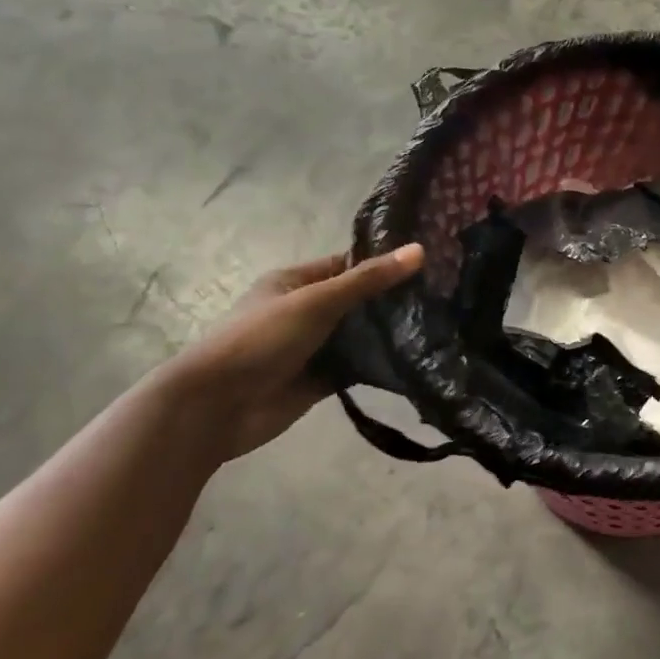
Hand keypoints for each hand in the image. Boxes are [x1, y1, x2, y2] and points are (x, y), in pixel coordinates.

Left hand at [159, 244, 423, 462]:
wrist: (216, 407)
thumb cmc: (261, 340)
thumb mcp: (316, 301)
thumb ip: (368, 280)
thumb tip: (420, 250)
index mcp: (296, 283)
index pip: (348, 265)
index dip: (384, 262)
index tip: (428, 263)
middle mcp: (306, 311)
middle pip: (358, 300)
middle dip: (393, 299)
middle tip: (443, 295)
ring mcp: (313, 347)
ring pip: (360, 335)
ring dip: (389, 333)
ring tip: (440, 325)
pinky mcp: (320, 379)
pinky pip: (357, 367)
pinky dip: (380, 364)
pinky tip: (416, 358)